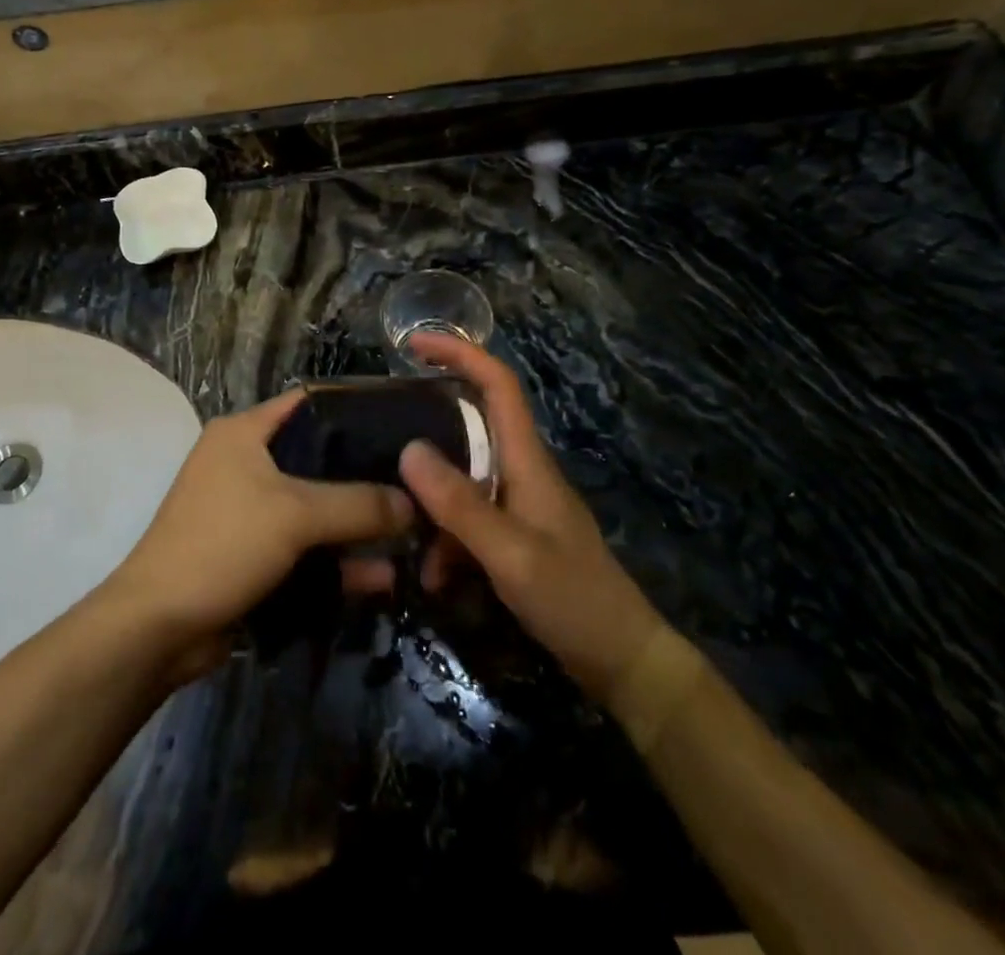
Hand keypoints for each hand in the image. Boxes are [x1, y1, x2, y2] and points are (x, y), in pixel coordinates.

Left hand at [102, 389, 412, 678]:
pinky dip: (335, 560)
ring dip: (355, 526)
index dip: (354, 410)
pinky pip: (303, 547)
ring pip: (314, 508)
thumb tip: (415, 504)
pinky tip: (380, 578)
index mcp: (243, 433)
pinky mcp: (252, 554)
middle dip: (364, 476)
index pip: (308, 404)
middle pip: (317, 459)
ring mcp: (248, 511)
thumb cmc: (223, 544)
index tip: (402, 425)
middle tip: (417, 485)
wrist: (159, 627)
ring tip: (411, 536)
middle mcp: (244, 462)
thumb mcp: (295, 515)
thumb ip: (359, 505)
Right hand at [396, 334, 665, 702]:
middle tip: (381, 434)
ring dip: (432, 505)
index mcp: (526, 459)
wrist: (623, 661)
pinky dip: (445, 540)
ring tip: (406, 542)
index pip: (497, 384)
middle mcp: (520, 470)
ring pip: (461, 479)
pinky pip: (467, 519)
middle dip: (428, 426)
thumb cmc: (573, 599)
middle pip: (470, 425)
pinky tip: (434, 578)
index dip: (460, 352)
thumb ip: (459, 504)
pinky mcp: (513, 535)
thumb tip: (408, 449)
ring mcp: (516, 504)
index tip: (413, 343)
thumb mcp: (511, 553)